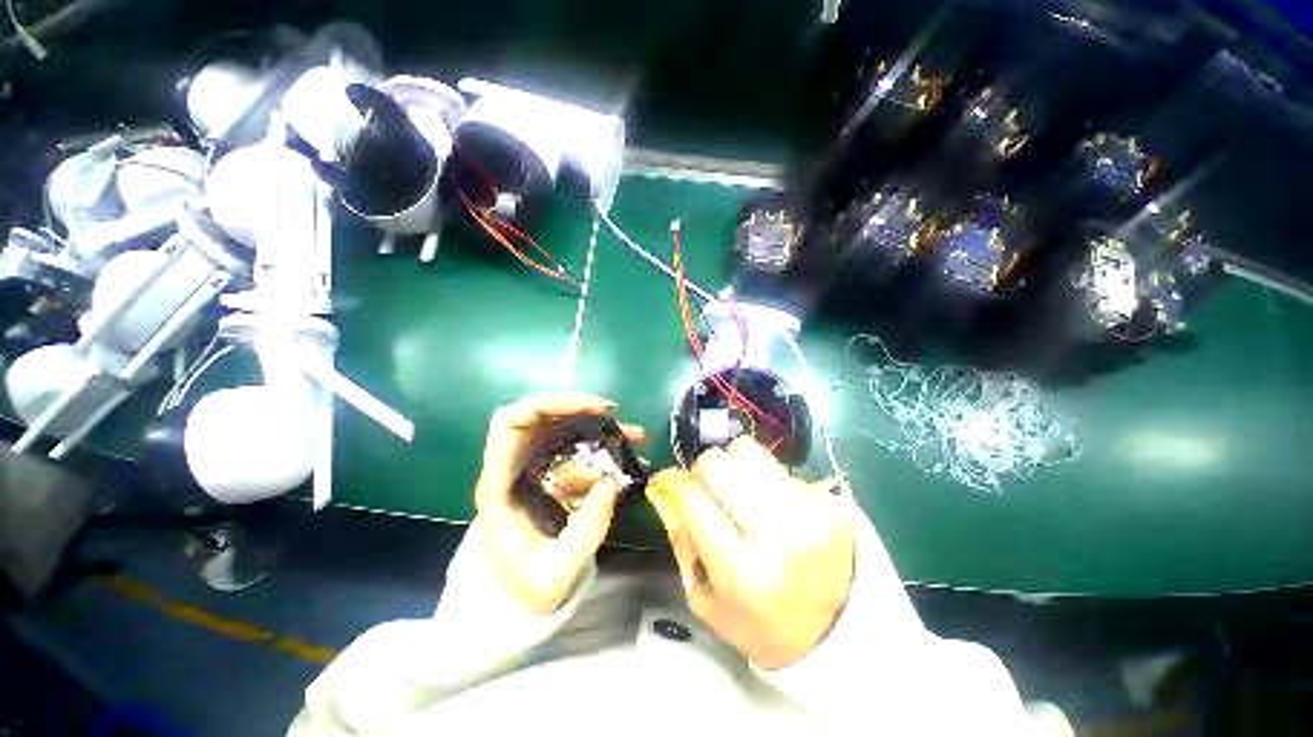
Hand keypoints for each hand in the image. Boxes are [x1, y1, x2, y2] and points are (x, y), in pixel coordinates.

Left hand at [476, 393, 646, 614]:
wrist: (522, 598)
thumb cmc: (529, 587)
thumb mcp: (557, 573)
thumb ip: (585, 532)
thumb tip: (610, 484)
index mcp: (500, 484)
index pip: (510, 423)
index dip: (549, 405)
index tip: (592, 410)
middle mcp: (516, 466)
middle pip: (539, 415)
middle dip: (579, 408)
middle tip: (614, 415)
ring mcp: (535, 467)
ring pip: (563, 427)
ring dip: (599, 425)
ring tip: (635, 435)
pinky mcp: (554, 473)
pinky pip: (579, 447)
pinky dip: (605, 445)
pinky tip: (631, 455)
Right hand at [647, 437, 853, 668]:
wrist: (837, 632)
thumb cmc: (761, 624)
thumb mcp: (707, 601)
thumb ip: (683, 544)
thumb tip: (669, 495)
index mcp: (743, 572)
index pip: (693, 500)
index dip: (669, 481)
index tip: (663, 479)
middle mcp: (778, 536)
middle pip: (719, 463)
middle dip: (702, 470)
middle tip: (707, 489)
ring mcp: (808, 512)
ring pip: (748, 450)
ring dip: (733, 466)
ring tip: (739, 491)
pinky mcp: (827, 500)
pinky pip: (777, 466)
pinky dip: (764, 478)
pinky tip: (771, 504)